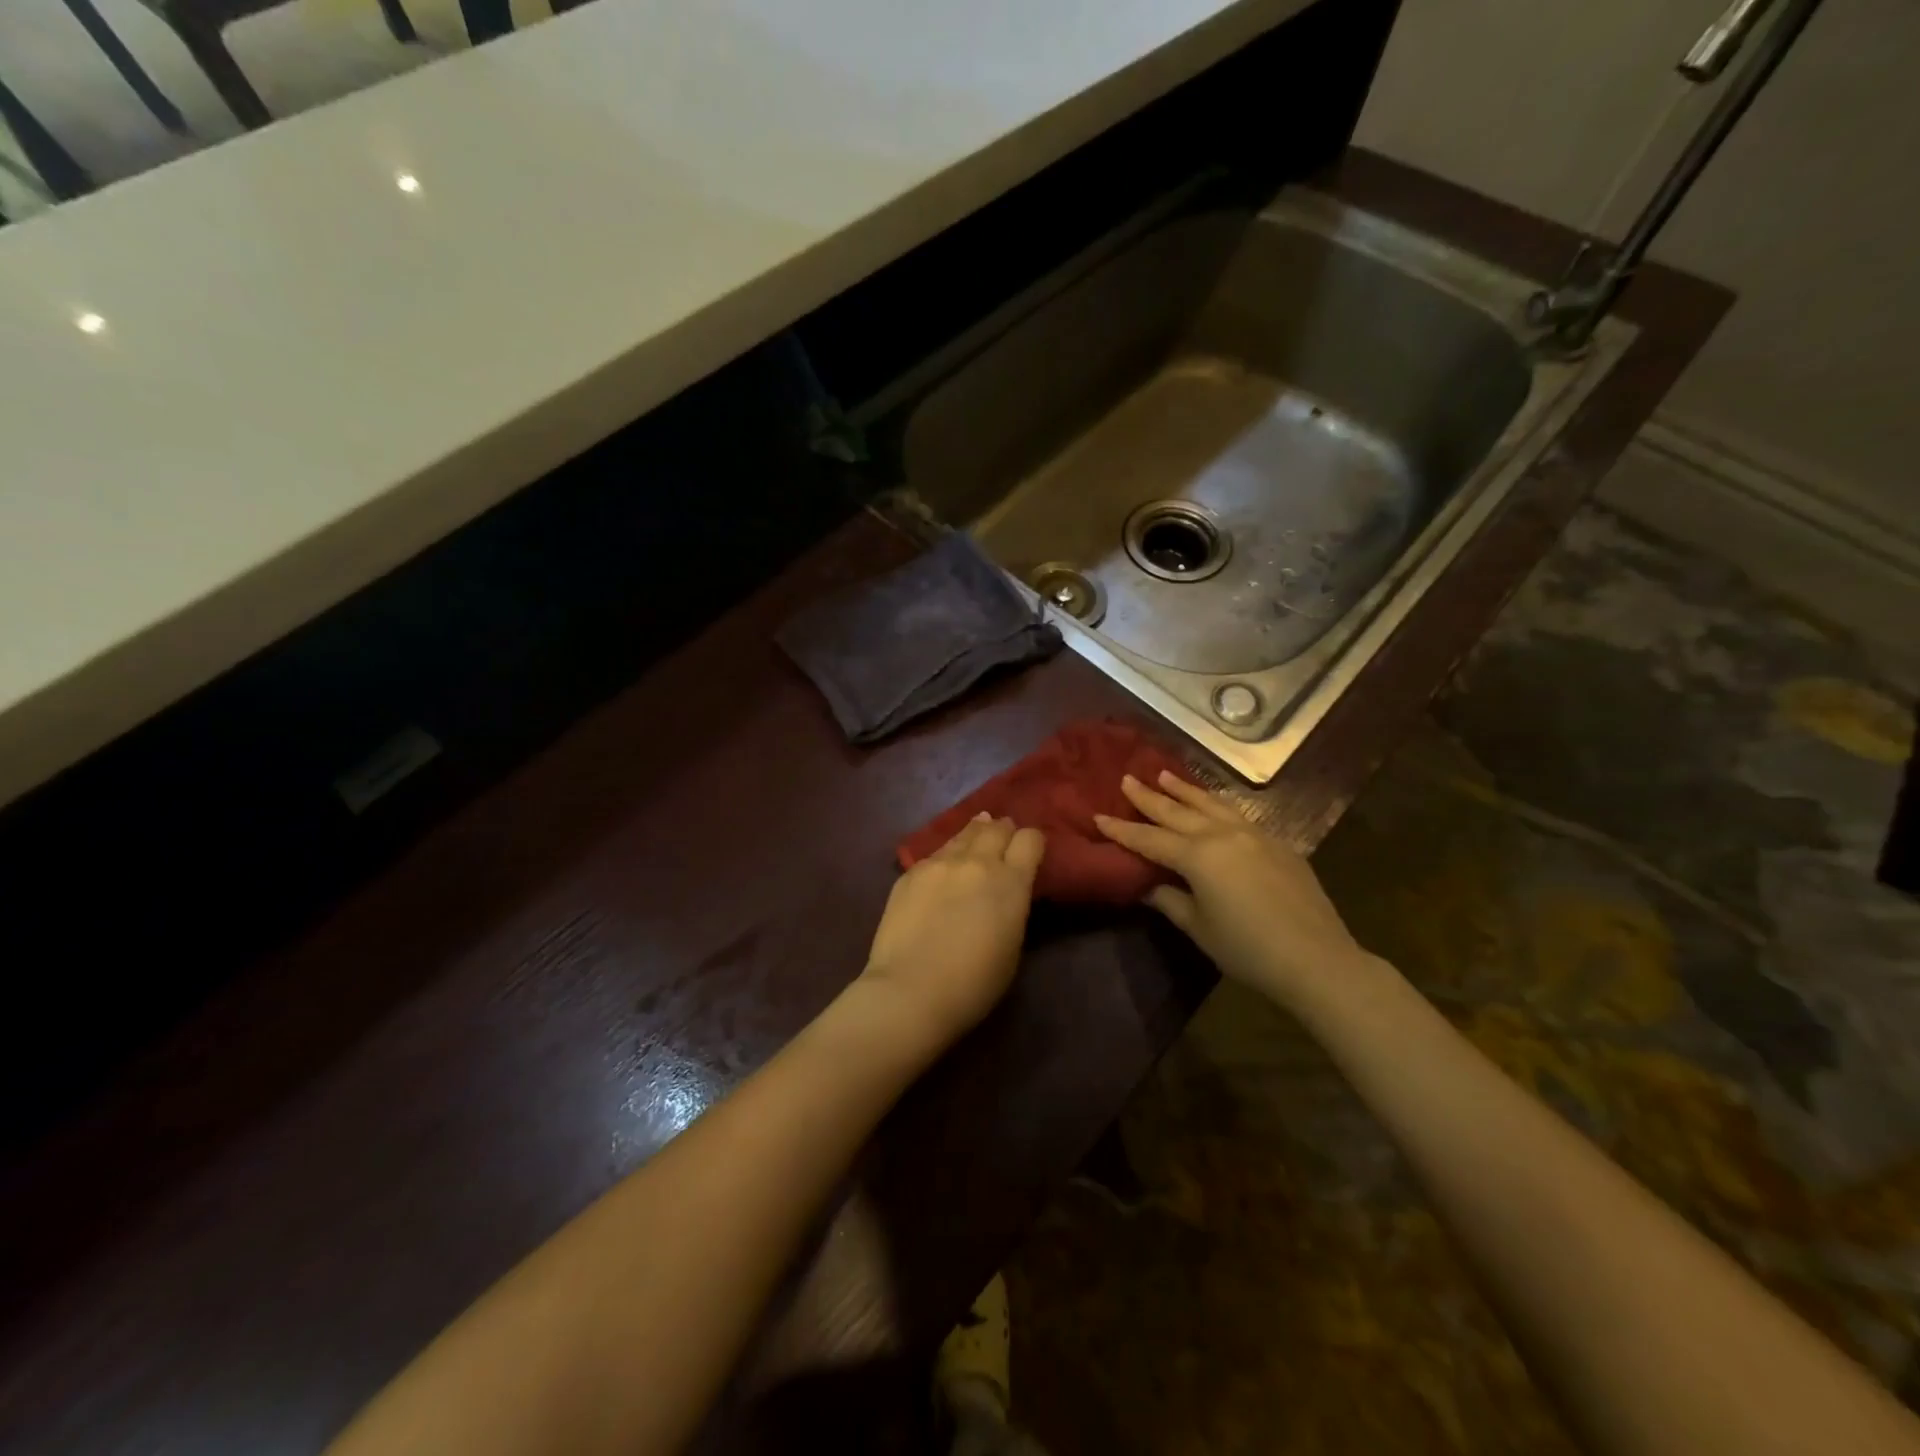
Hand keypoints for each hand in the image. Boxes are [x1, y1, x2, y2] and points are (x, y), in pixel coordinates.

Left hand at [859, 813, 1045, 1045]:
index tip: (1030, 852)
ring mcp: (940, 863)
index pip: (1030, 839)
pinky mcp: (911, 872)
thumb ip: (1012, 906)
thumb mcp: (1012, 945)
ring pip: (964, 834)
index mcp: (1011, 882)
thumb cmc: (973, 984)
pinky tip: (943, 867)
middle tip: (1003, 839)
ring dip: (975, 834)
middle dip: (1003, 831)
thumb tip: (1005, 888)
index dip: (1032, 842)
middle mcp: (977, 862)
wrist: (910, 990)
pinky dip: (947, 855)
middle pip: (996, 828)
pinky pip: (936, 852)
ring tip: (977, 834)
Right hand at [1094, 772, 1371, 1009]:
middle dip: (1149, 797)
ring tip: (1164, 775)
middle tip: (1127, 778)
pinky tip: (1212, 804)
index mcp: (1198, 856)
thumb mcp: (1199, 928)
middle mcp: (1223, 835)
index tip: (1098, 815)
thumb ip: (1170, 900)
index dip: (1122, 830)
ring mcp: (1254, 835)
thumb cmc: (1248, 950)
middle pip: (1178, 811)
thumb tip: (1148, 885)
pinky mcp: (1277, 844)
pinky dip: (1216, 804)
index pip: (1150, 839)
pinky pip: (1237, 814)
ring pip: (1211, 804)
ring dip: (1185, 789)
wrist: (1317, 959)